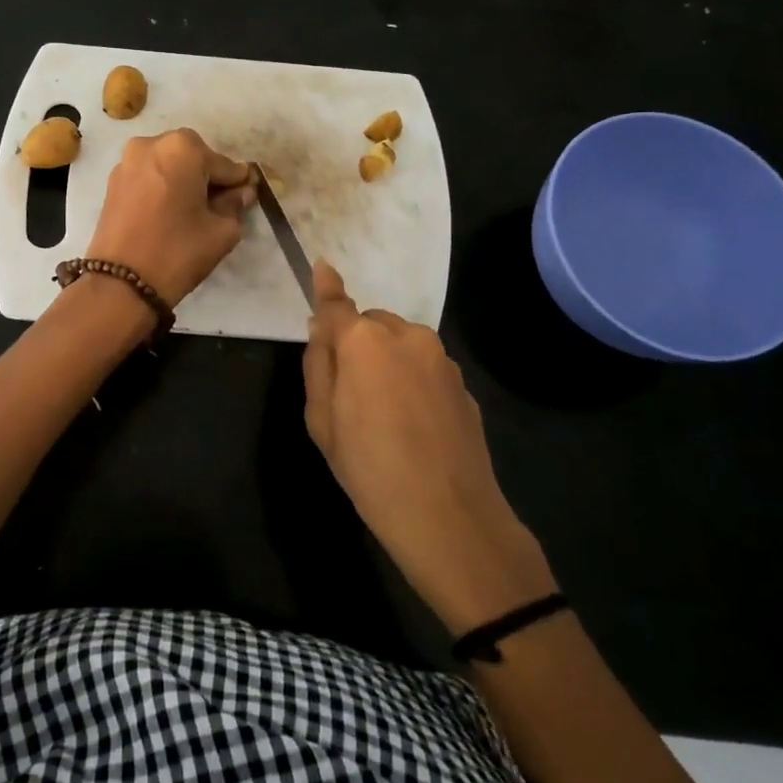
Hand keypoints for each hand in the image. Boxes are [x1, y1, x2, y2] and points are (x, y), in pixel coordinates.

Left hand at [86, 128, 255, 306]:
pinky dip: (161, 188)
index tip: (246, 196)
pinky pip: (148, 176)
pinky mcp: (112, 182)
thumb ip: (235, 204)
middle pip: (193, 157)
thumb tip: (241, 192)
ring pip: (168, 165)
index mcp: (183, 148)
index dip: (238, 183)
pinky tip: (167, 213)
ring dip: (183, 181)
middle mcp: (151, 144)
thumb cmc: (178, 252)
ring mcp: (127, 161)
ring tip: (190, 212)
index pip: (224, 164)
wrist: (121, 283)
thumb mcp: (221, 230)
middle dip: (207, 178)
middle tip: (216, 206)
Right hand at [303, 261, 555, 632]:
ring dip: (386, 361)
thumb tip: (322, 329)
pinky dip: (411, 380)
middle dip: (357, 342)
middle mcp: (407, 337)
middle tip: (347, 391)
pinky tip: (412, 424)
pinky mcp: (463, 384)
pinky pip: (425, 368)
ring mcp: (441, 360)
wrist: (449, 517)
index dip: (325, 287)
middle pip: (371, 324)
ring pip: (401, 344)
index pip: (337, 305)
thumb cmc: (369, 468)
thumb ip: (319, 365)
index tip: (321, 265)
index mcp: (365, 342)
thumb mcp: (322, 421)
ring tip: (382, 414)